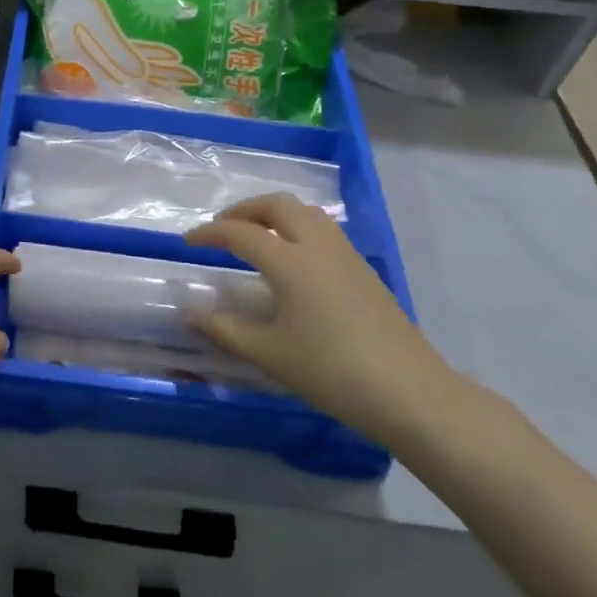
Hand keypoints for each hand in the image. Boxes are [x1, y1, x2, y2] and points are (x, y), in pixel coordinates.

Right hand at [185, 194, 454, 443]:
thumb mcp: (270, 354)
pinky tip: (292, 258)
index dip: (209, 233)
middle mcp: (317, 245)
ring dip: (274, 213)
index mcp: (289, 262)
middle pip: (277, 206)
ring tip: (255, 235)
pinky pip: (323, 229)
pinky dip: (297, 227)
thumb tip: (191, 313)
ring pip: (305, 212)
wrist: (409, 391)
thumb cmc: (331, 370)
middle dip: (244, 209)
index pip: (240, 233)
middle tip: (222, 228)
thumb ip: (225, 330)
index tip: (187, 241)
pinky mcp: (363, 269)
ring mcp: (345, 254)